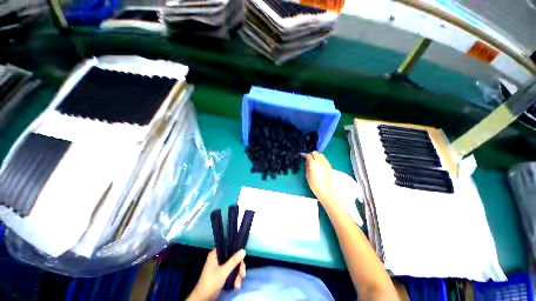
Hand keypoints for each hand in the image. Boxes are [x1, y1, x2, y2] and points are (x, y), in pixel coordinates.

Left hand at [187, 249, 246, 300]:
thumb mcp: (223, 272)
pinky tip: (236, 285)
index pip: (229, 247)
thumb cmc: (211, 283)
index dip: (237, 252)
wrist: (203, 299)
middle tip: (242, 275)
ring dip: (237, 275)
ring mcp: (220, 266)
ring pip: (233, 266)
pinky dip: (234, 278)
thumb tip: (243, 250)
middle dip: (238, 268)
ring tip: (238, 284)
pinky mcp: (222, 274)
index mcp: (215, 254)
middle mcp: (218, 258)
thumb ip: (233, 261)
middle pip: (233, 258)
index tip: (242, 260)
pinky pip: (231, 272)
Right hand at [304, 152, 335, 203]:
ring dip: (316, 156)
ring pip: (320, 154)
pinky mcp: (329, 165)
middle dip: (311, 154)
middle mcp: (319, 161)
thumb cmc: (313, 183)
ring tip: (314, 161)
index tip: (303, 157)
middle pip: (315, 153)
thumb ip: (307, 166)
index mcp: (312, 164)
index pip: (308, 156)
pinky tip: (319, 164)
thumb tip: (307, 161)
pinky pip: (324, 159)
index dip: (305, 156)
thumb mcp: (307, 174)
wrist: (324, 189)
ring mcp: (325, 163)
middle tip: (309, 158)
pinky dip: (321, 159)